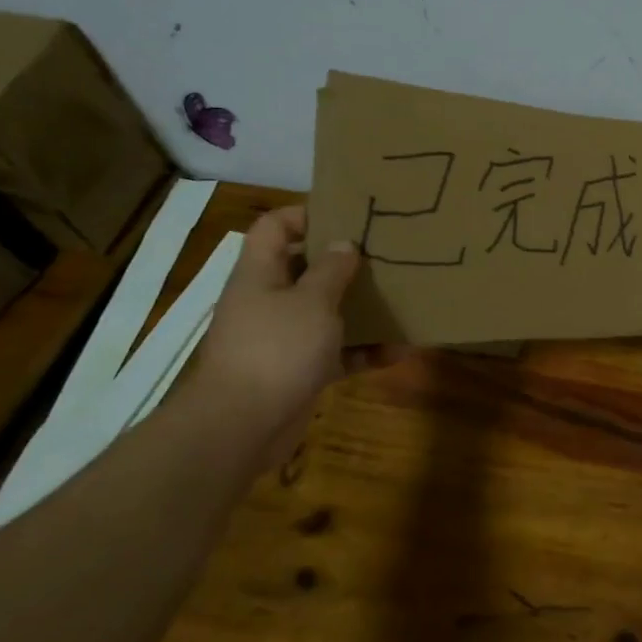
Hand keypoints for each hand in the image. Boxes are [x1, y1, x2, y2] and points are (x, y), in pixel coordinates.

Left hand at [186, 205, 401, 444]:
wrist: (241, 427)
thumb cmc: (276, 349)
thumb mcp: (312, 302)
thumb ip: (331, 270)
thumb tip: (343, 244)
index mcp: (260, 274)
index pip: (274, 227)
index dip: (306, 214)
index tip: (348, 216)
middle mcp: (268, 301)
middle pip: (305, 269)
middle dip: (344, 264)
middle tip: (385, 256)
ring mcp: (281, 339)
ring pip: (325, 313)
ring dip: (360, 310)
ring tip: (400, 300)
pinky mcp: (297, 372)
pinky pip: (335, 353)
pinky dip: (363, 352)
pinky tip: (398, 351)